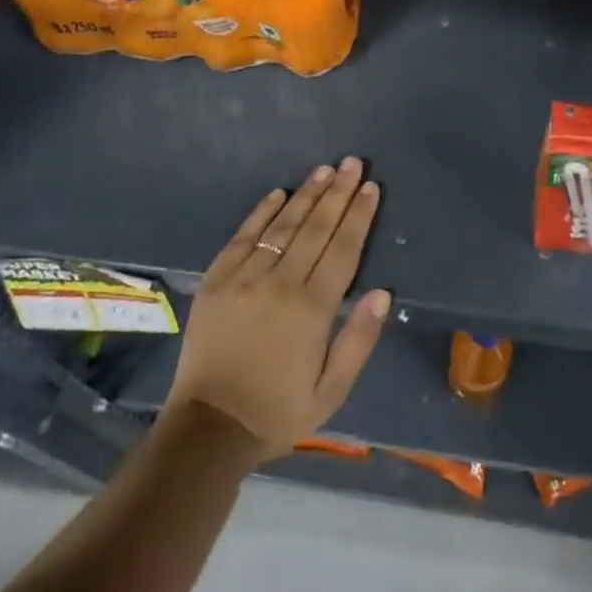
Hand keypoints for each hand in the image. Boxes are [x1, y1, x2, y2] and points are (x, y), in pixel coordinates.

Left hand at [166, 158, 388, 458]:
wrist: (208, 429)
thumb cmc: (277, 411)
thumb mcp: (331, 391)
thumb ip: (359, 340)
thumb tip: (383, 292)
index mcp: (313, 310)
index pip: (343, 250)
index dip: (359, 216)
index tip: (370, 187)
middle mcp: (280, 284)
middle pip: (315, 229)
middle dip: (337, 193)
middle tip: (352, 162)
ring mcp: (244, 279)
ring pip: (282, 227)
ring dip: (306, 195)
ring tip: (325, 170)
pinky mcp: (216, 282)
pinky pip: (242, 238)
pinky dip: (261, 213)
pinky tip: (278, 193)